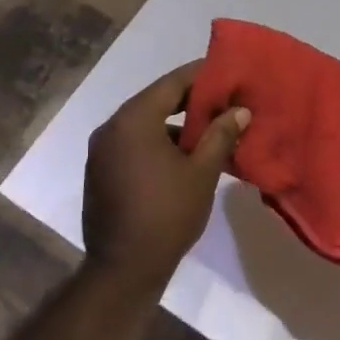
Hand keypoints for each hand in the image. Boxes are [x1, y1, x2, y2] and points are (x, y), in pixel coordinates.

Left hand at [82, 62, 250, 280]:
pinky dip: (155, 143)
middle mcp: (111, 128)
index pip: (171, 83)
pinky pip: (132, 144)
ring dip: (173, 125)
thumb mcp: (202, 172)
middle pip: (155, 101)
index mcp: (134, 120)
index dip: (200, 76)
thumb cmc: (167, 214)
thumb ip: (220, 135)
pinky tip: (180, 158)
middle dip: (190, 101)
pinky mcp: (99, 172)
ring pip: (143, 125)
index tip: (225, 72)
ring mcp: (101, 151)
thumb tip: (239, 110)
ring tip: (207, 133)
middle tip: (223, 102)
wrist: (124, 268)